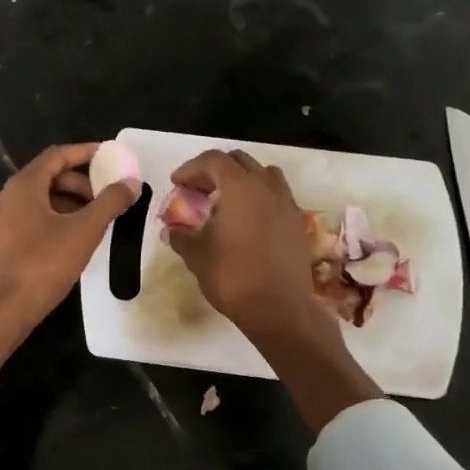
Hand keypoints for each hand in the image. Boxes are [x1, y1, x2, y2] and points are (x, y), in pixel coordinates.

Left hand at [0, 143, 138, 341]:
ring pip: (44, 200)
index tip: (113, 158)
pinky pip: (36, 219)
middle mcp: (10, 196)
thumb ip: (110, 203)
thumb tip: (131, 182)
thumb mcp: (84, 231)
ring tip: (98, 221)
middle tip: (109, 197)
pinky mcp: (5, 242)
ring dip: (73, 203)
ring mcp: (4, 220)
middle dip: (83, 183)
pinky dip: (59, 219)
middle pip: (51, 176)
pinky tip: (77, 240)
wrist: (2, 310)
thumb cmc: (43, 264)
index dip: (87, 153)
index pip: (58, 155)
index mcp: (24, 185)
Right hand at [167, 149, 382, 431]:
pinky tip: (246, 222)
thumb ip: (182, 236)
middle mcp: (267, 187)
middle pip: (240, 161)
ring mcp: (287, 204)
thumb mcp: (197, 256)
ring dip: (241, 180)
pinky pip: (276, 197)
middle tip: (197, 189)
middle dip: (215, 170)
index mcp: (240, 187)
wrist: (280, 309)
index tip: (176, 183)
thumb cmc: (233, 277)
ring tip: (225, 201)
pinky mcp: (297, 223)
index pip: (213, 160)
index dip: (191, 168)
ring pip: (263, 175)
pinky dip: (258, 198)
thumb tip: (171, 229)